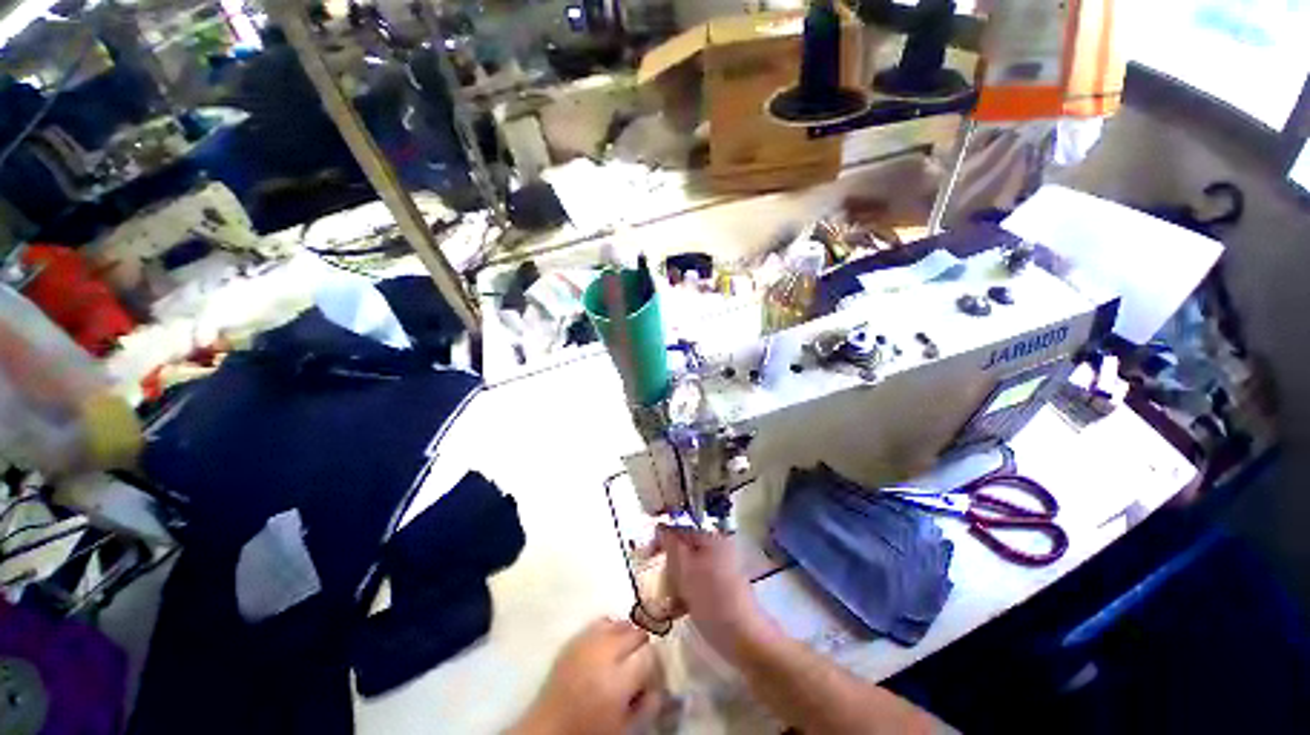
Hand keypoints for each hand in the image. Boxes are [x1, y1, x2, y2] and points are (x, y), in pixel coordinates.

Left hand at [510, 618, 664, 734]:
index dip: (654, 664)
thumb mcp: (625, 728)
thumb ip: (649, 705)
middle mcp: (604, 653)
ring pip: (620, 623)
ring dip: (627, 635)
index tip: (651, 675)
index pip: (650, 654)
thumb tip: (661, 685)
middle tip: (638, 664)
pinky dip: (610, 628)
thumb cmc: (590, 732)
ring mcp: (587, 641)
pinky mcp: (575, 637)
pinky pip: (601, 621)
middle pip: (637, 632)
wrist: (548, 730)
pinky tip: (609, 644)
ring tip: (624, 653)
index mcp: (618, 681)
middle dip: (642, 646)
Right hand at [656, 525, 774, 663]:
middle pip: (683, 546)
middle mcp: (716, 545)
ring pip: (687, 566)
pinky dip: (685, 592)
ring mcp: (719, 566)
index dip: (661, 538)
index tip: (647, 555)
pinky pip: (695, 580)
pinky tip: (678, 609)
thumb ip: (671, 544)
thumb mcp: (685, 569)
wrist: (744, 638)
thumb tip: (659, 526)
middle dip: (668, 564)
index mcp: (710, 536)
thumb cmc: (713, 600)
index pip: (679, 526)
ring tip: (669, 600)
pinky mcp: (719, 586)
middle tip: (660, 581)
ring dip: (674, 581)